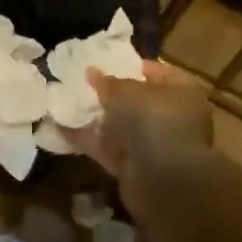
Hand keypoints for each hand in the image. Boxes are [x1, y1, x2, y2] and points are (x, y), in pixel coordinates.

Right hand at [70, 59, 212, 210]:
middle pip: (138, 102)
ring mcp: (152, 146)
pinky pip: (107, 149)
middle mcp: (170, 118)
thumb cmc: (153, 120)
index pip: (159, 73)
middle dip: (111, 94)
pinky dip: (87, 140)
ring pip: (120, 127)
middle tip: (82, 82)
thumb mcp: (127, 92)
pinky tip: (60, 128)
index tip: (107, 61)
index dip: (133, 66)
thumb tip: (92, 71)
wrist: (164, 180)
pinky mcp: (133, 168)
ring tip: (66, 102)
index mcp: (181, 93)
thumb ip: (108, 82)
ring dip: (96, 118)